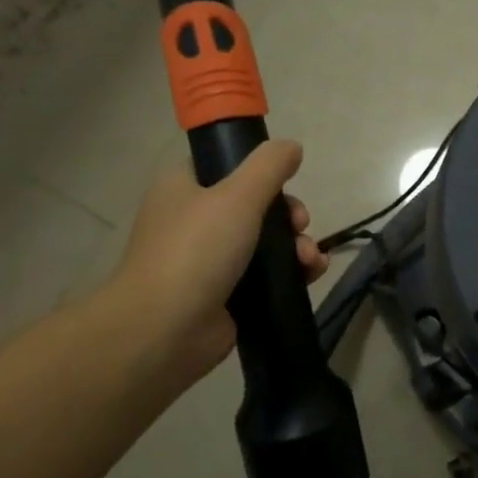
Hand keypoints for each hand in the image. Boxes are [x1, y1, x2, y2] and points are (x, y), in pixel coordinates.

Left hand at [108, 140, 327, 385]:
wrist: (164, 331)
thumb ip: (269, 166)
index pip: (223, 166)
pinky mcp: (226, 295)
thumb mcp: (238, 195)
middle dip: (288, 215)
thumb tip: (292, 146)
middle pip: (254, 206)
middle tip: (300, 225)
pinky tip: (312, 275)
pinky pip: (267, 276)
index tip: (285, 183)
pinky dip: (291, 273)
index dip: (258, 170)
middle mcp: (193, 221)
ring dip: (296, 246)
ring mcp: (208, 261)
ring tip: (311, 260)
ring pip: (265, 242)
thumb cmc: (196, 251)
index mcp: (183, 188)